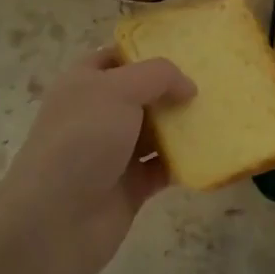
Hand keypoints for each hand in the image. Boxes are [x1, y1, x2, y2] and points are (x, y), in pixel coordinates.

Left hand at [0, 47, 194, 273]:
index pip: (116, 57)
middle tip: (213, 81)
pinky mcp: (130, 186)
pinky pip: (164, 167)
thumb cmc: (81, 141)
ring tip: (220, 113)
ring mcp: (113, 152)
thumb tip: (188, 87)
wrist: (54, 223)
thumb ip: (158, 76)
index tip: (186, 49)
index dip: (146, 50)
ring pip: (156, 131)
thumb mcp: (118, 91)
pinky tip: (211, 151)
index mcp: (83, 84)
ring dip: (183, 125)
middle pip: (142, 94)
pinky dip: (184, 161)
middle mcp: (97, 114)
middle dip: (174, 88)